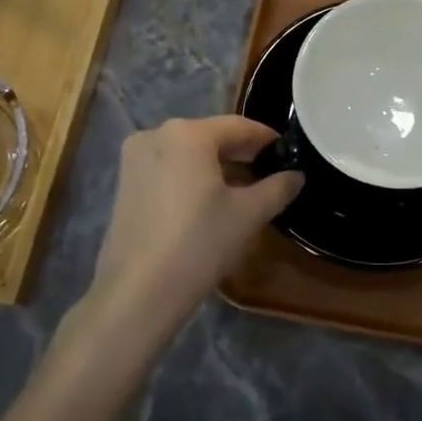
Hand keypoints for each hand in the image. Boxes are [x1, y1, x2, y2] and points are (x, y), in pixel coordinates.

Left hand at [87, 116, 301, 332]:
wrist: (138, 293)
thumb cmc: (199, 244)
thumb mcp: (249, 214)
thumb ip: (278, 188)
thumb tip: (296, 176)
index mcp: (187, 133)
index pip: (238, 126)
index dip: (267, 139)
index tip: (288, 153)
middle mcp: (156, 134)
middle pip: (210, 137)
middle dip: (242, 154)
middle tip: (270, 174)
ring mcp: (134, 159)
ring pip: (188, 154)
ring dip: (217, 168)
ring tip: (245, 191)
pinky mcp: (125, 184)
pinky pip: (168, 169)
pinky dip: (192, 178)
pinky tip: (210, 202)